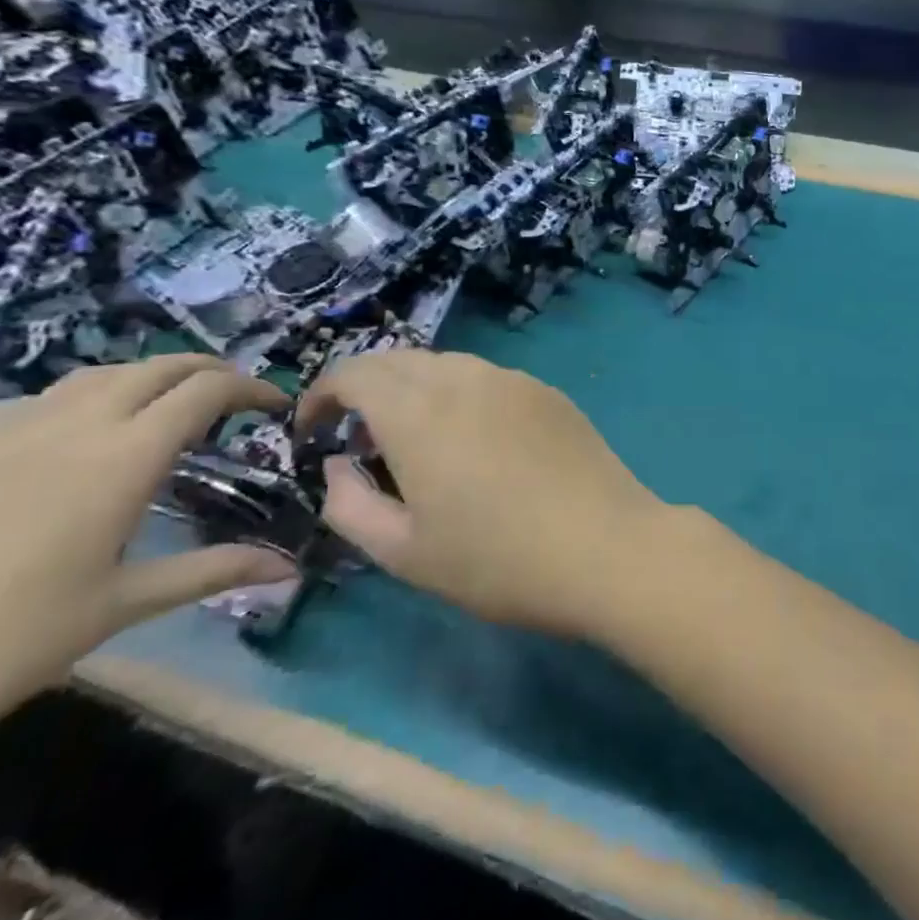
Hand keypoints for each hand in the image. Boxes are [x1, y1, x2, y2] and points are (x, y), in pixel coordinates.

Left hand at [0, 356, 293, 775]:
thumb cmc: (7, 646)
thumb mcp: (123, 606)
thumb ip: (214, 571)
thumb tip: (293, 568)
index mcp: (123, 458)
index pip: (205, 393)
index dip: (250, 389)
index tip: (275, 405)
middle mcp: (73, 426)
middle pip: (157, 367)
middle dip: (207, 372)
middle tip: (234, 398)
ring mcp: (7, 432)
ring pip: (97, 374)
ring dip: (147, 378)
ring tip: (165, 407)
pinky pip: (37, 399)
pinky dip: (80, 398)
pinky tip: (74, 434)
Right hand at [298, 349, 666, 638]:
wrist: (605, 545)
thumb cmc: (497, 560)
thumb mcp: (404, 552)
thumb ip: (350, 504)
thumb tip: (338, 465)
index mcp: (420, 412)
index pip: (356, 372)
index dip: (322, 394)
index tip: (313, 431)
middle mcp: (466, 379)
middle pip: (400, 359)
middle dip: (366, 387)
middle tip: (360, 438)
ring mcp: (514, 380)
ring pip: (447, 364)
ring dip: (416, 388)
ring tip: (418, 440)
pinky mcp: (548, 392)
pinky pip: (489, 378)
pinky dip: (461, 394)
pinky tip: (475, 440)